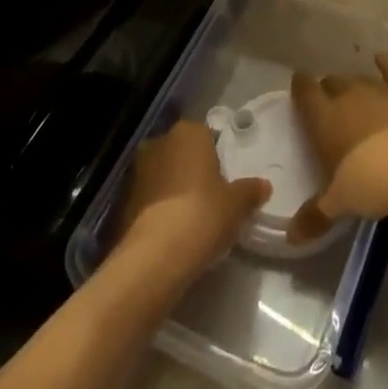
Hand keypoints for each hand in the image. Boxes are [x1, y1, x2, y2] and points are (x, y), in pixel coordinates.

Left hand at [114, 120, 269, 282]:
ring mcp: (137, 170)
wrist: (155, 255)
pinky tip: (172, 232)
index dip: (216, 158)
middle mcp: (159, 142)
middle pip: (182, 153)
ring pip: (163, 175)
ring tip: (191, 219)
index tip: (224, 181)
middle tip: (210, 199)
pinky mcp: (123, 199)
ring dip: (174, 190)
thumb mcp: (237, 204)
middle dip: (193, 171)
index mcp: (188, 132)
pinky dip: (159, 209)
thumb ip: (250, 191)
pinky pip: (149, 199)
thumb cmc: (203, 214)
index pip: (206, 135)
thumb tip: (264, 185)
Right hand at [287, 53, 387, 244]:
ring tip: (355, 98)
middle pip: (333, 83)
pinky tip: (382, 59)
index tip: (298, 87)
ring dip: (355, 86)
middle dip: (329, 91)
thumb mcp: (342, 202)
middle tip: (330, 107)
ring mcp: (381, 89)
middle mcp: (349, 94)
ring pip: (360, 78)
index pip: (304, 92)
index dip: (300, 87)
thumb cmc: (376, 179)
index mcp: (325, 117)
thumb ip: (315, 215)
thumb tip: (291, 237)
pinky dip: (386, 65)